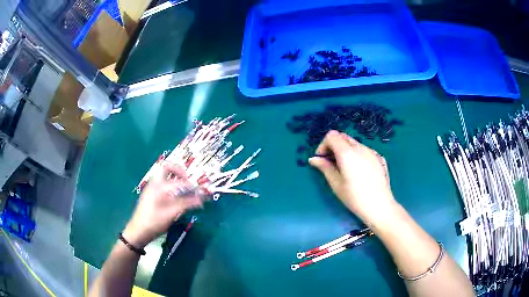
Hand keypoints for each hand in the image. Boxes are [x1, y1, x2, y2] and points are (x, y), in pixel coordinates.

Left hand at [123, 163, 204, 247]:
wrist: (138, 231)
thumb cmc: (154, 222)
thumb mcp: (171, 214)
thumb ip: (186, 204)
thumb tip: (201, 199)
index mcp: (159, 187)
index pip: (179, 182)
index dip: (192, 187)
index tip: (201, 193)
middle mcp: (154, 184)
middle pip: (166, 167)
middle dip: (179, 171)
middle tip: (188, 181)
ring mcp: (151, 188)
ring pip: (164, 174)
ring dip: (175, 177)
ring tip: (184, 188)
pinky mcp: (151, 193)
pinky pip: (162, 182)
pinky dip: (171, 183)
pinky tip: (176, 195)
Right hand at [309, 130, 396, 222]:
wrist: (380, 206)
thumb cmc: (355, 197)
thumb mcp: (336, 184)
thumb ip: (324, 167)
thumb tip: (313, 159)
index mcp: (347, 153)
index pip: (332, 135)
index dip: (323, 145)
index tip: (322, 159)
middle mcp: (360, 147)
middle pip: (343, 137)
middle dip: (334, 146)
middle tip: (332, 163)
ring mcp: (372, 151)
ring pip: (354, 143)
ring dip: (345, 150)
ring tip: (346, 169)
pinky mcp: (379, 157)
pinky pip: (364, 150)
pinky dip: (357, 155)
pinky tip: (360, 172)